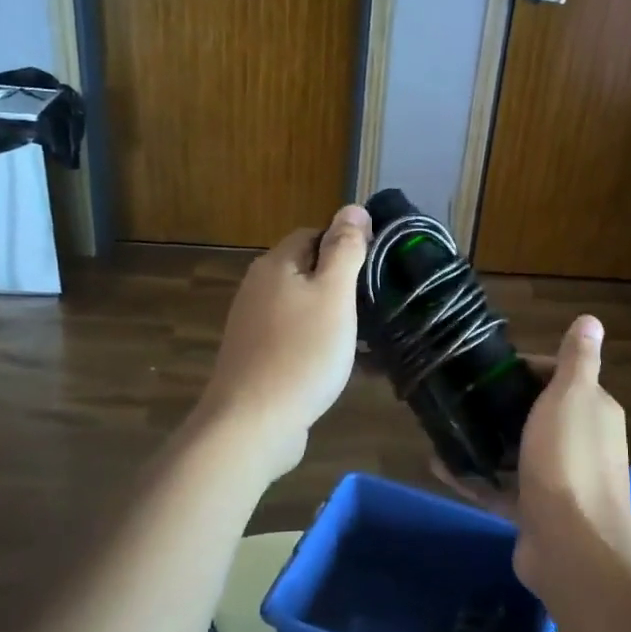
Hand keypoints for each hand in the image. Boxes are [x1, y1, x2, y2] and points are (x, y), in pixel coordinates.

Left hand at [197, 204, 371, 475]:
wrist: (252, 423)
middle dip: (343, 284)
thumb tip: (353, 207)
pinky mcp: (257, 358)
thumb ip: (345, 250)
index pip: (313, 234)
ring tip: (370, 338)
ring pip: (304, 308)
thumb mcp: (334, 295)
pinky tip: (345, 367)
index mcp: (275, 265)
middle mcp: (258, 288)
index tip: (377, 268)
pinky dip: (321, 346)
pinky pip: (297, 340)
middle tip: (378, 305)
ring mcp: (254, 326)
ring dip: (336, 319)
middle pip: (308, 271)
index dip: (346, 245)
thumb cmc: (301, 353)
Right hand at [436, 315, 630, 593]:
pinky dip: (472, 478)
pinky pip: (498, 489)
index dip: (527, 369)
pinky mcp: (533, 513)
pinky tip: (438, 465)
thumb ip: (578, 359)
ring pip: (515, 454)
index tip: (489, 369)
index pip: (561, 378)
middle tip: (459, 395)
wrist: (571, 545)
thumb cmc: (568, 459)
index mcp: (593, 412)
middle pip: (536, 416)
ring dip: (484, 443)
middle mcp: (580, 444)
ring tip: (444, 426)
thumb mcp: (571, 396)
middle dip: (500, 406)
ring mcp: (557, 482)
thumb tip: (591, 319)